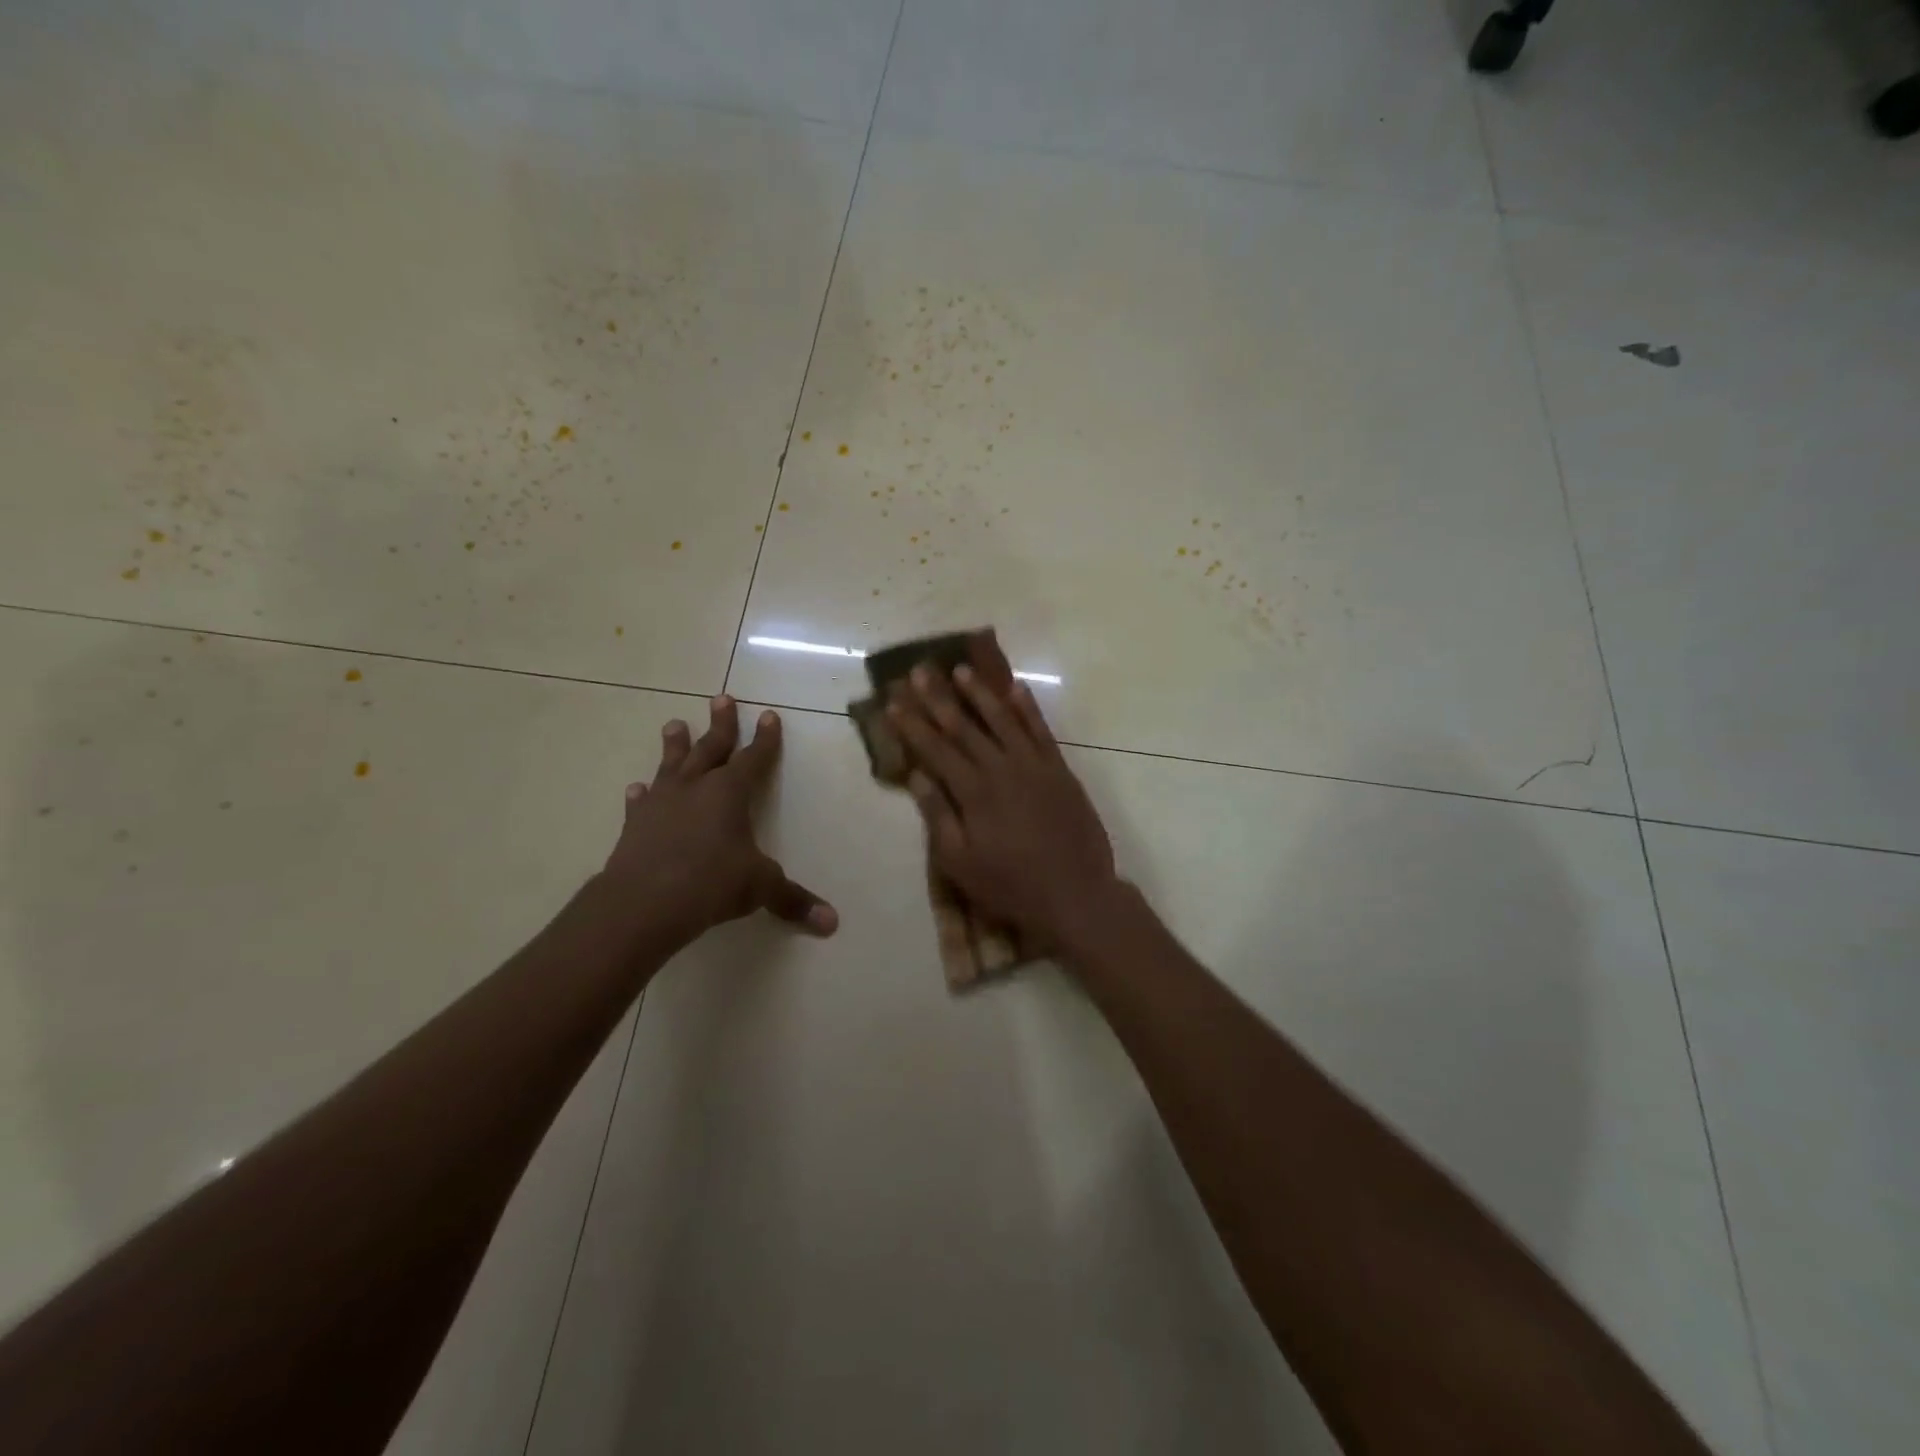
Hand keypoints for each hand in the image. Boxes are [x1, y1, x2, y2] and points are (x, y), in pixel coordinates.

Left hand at [603, 696, 836, 946]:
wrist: (643, 902)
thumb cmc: (711, 883)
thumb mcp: (760, 888)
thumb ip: (793, 900)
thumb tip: (832, 923)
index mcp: (730, 793)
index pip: (753, 758)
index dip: (765, 739)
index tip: (769, 715)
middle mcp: (696, 788)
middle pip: (710, 747)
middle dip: (720, 724)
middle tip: (721, 698)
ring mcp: (662, 803)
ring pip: (671, 765)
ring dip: (675, 745)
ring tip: (674, 724)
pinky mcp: (635, 825)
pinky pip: (641, 802)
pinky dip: (642, 795)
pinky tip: (637, 789)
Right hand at [887, 662, 1118, 951]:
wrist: (1076, 894)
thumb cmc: (1010, 885)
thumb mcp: (961, 862)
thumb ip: (938, 815)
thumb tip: (915, 776)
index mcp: (973, 792)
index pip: (935, 749)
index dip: (912, 725)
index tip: (893, 702)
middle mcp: (1002, 768)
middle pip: (964, 727)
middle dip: (938, 698)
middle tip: (919, 671)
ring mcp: (1034, 765)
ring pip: (1003, 719)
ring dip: (980, 693)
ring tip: (960, 670)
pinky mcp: (1060, 770)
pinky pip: (1042, 730)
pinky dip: (1028, 708)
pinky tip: (1016, 688)